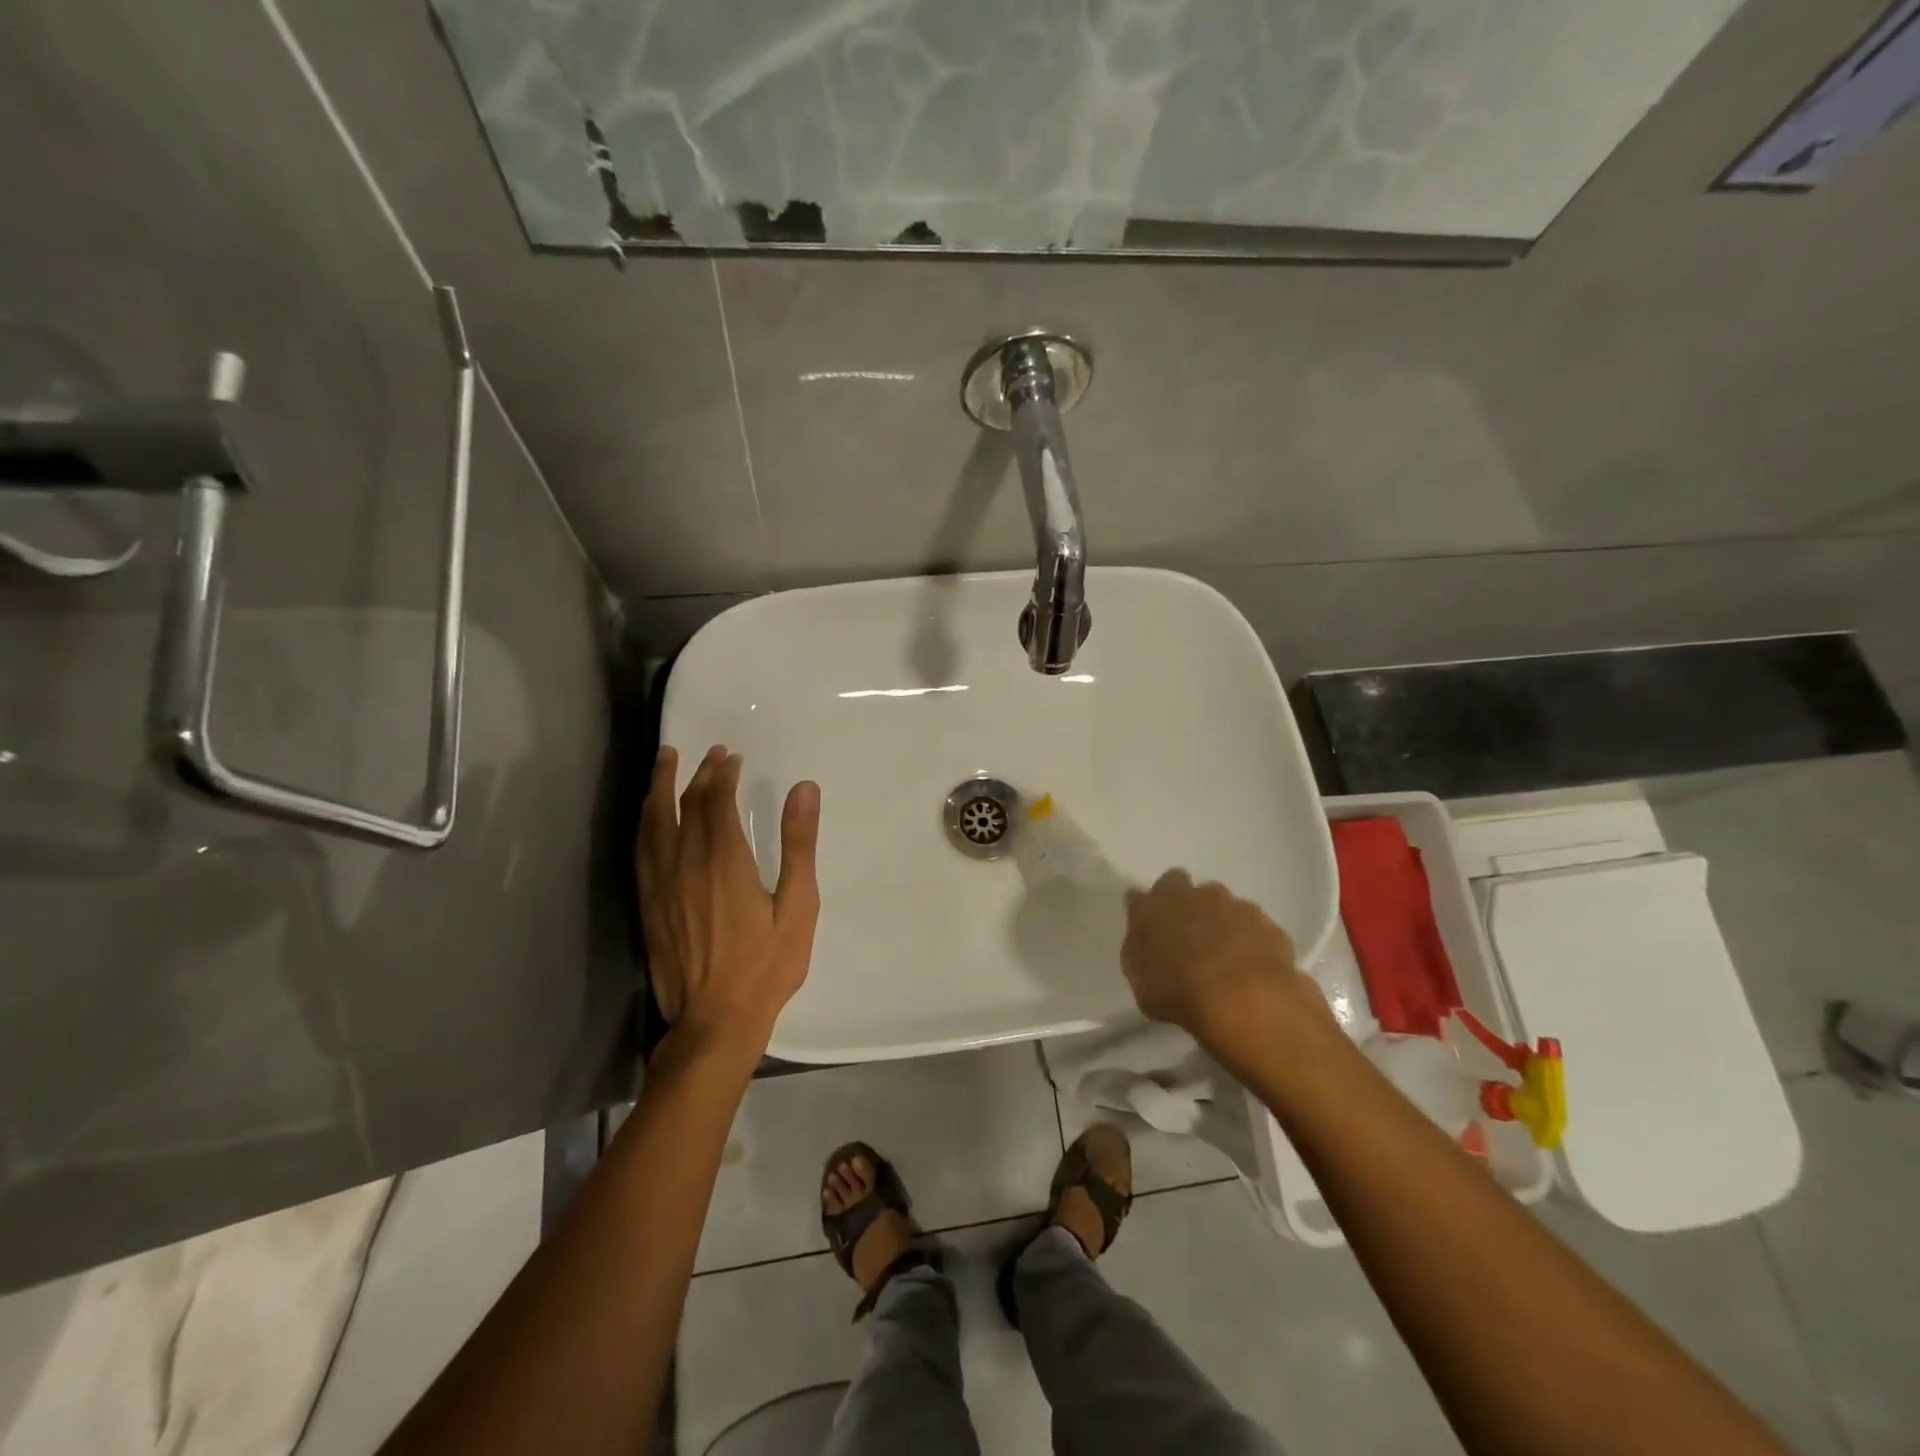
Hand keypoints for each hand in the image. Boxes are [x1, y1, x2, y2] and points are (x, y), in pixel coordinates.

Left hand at [637, 744, 821, 1054]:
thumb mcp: (798, 906)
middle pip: (684, 804)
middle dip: (697, 773)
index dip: (722, 772)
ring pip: (653, 821)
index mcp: (724, 860)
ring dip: (659, 786)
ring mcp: (659, 883)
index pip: (716, 799)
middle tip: (709, 753)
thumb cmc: (766, 966)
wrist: (714, 1021)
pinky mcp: (647, 903)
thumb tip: (804, 790)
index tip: (732, 756)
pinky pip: (640, 848)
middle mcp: (684, 862)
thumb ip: (798, 845)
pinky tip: (649, 815)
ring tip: (665, 761)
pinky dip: (645, 820)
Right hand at [1121, 870, 1326, 1049]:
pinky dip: (1252, 944)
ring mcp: (1239, 908)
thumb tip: (1142, 925)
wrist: (1242, 999)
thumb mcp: (1139, 974)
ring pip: (1229, 908)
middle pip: (1195, 892)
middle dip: (1193, 909)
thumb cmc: (1177, 987)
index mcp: (1163, 900)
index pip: (1157, 887)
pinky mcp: (1271, 928)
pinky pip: (1257, 931)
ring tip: (1225, 959)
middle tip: (1191, 941)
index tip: (1157, 925)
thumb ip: (1140, 944)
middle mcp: (1201, 894)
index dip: (1157, 905)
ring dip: (1225, 925)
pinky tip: (1251, 970)